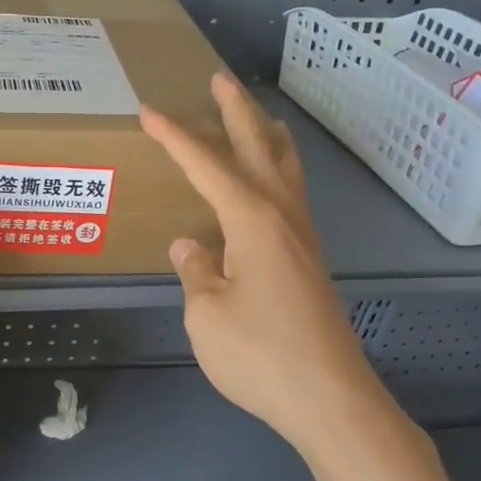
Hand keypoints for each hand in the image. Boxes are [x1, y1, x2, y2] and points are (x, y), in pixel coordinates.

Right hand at [141, 74, 381, 449]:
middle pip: (261, 149)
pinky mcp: (310, 264)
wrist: (331, 400)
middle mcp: (283, 218)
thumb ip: (196, 272)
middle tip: (220, 80)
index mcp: (253, 221)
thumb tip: (190, 245)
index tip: (149, 112)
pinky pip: (291, 199)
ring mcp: (303, 241)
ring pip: (286, 172)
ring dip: (267, 138)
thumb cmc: (261, 355)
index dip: (176, 138)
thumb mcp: (207, 314)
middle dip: (238, 113)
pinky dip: (277, 174)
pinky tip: (267, 189)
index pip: (207, 166)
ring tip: (256, 119)